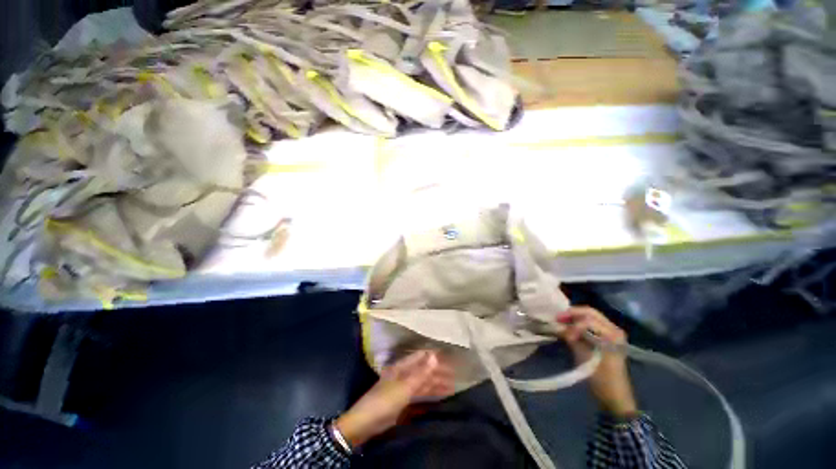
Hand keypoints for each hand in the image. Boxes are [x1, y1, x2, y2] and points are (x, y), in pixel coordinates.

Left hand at [335, 350, 454, 447]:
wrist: (366, 423)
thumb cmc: (385, 400)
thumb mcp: (405, 386)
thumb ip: (421, 372)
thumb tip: (434, 355)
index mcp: (402, 367)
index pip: (421, 357)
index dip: (434, 357)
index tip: (449, 358)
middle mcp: (404, 374)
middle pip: (424, 370)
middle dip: (438, 372)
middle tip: (454, 375)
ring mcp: (404, 388)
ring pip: (423, 383)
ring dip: (436, 384)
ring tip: (451, 386)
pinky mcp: (403, 401)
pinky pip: (420, 394)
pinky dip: (430, 394)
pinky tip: (439, 397)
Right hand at [558, 306, 637, 417]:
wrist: (615, 397)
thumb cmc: (601, 379)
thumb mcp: (584, 358)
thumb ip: (571, 339)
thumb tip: (557, 326)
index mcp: (612, 334)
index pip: (588, 319)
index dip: (572, 323)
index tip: (561, 331)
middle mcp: (614, 329)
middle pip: (589, 312)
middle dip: (571, 313)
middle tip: (557, 318)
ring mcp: (612, 333)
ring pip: (589, 316)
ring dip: (574, 317)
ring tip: (560, 322)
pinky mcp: (608, 338)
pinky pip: (591, 323)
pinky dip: (578, 323)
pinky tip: (569, 327)